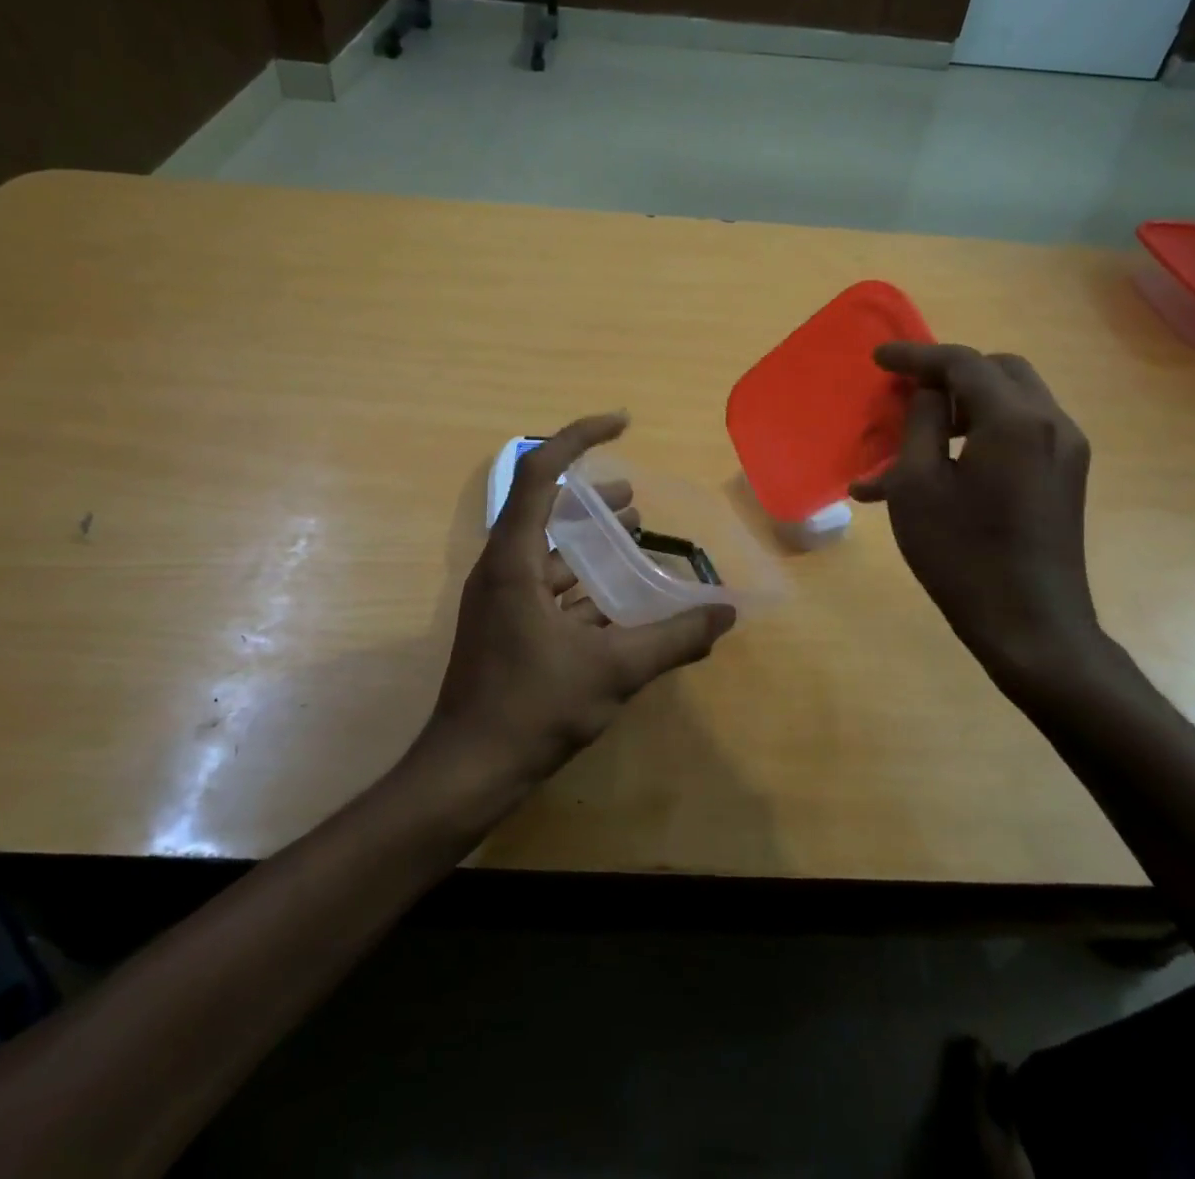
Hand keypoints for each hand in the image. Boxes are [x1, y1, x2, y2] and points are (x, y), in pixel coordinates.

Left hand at [418, 414, 736, 791]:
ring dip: (588, 541)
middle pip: (544, 507)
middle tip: (635, 497)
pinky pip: (547, 588)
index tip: (622, 424)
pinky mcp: (506, 629)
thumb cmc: (532, 709)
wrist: (468, 772)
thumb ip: (673, 639)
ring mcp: (500, 601)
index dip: (579, 437)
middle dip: (591, 496)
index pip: (540, 471)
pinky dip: (583, 583)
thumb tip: (726, 615)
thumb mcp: (613, 671)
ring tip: (634, 536)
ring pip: (548, 552)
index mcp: (514, 559)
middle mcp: (501, 569)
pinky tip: (618, 600)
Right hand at [850, 345, 1097, 675]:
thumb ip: (920, 423)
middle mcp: (1051, 423)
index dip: (917, 355)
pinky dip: (982, 431)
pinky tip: (945, 469)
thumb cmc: (961, 555)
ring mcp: (1066, 451)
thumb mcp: (917, 485)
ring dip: (963, 405)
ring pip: (1012, 400)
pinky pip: (1021, 432)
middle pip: (998, 371)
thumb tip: (928, 391)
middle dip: (949, 374)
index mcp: (1014, 420)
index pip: (963, 363)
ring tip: (916, 441)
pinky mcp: (1066, 477)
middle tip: (907, 395)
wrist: (1030, 626)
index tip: (878, 358)